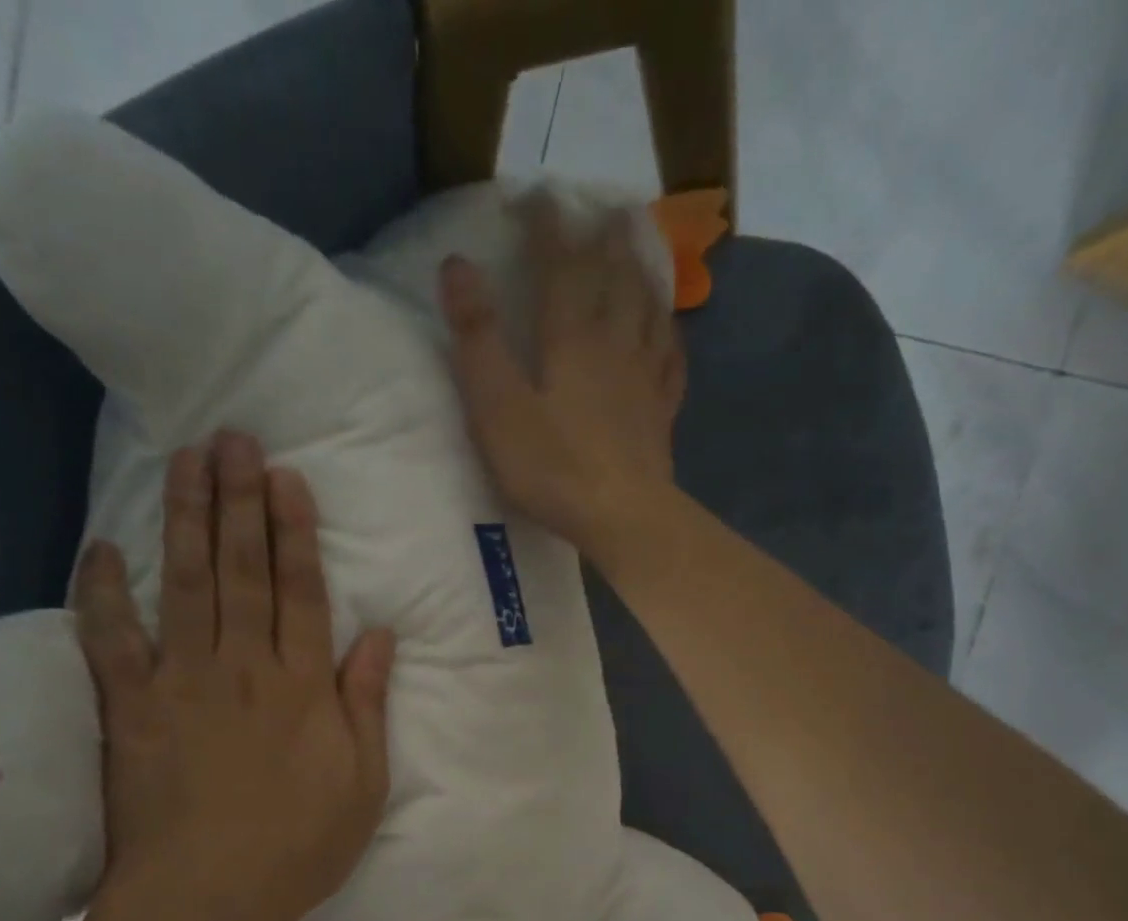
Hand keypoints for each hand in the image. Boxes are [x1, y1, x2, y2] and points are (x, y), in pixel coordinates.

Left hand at [73, 432, 395, 920]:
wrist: (211, 898)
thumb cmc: (300, 846)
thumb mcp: (363, 782)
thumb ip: (367, 703)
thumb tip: (380, 635)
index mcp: (302, 686)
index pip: (301, 592)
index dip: (295, 532)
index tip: (285, 478)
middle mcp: (243, 667)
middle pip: (242, 571)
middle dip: (239, 501)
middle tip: (233, 438)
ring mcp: (182, 683)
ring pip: (184, 585)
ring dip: (184, 519)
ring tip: (185, 461)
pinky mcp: (129, 709)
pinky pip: (111, 641)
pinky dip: (102, 594)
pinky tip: (101, 548)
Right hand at [438, 193, 686, 565]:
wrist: (622, 516)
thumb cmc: (553, 467)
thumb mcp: (497, 407)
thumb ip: (477, 338)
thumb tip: (458, 265)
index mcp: (570, 337)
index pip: (560, 264)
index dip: (547, 225)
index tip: (536, 196)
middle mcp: (614, 343)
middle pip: (614, 276)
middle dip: (604, 237)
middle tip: (606, 207)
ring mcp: (645, 377)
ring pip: (648, 308)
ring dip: (642, 271)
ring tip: (641, 247)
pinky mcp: (661, 413)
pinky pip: (670, 359)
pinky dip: (668, 333)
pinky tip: (668, 329)